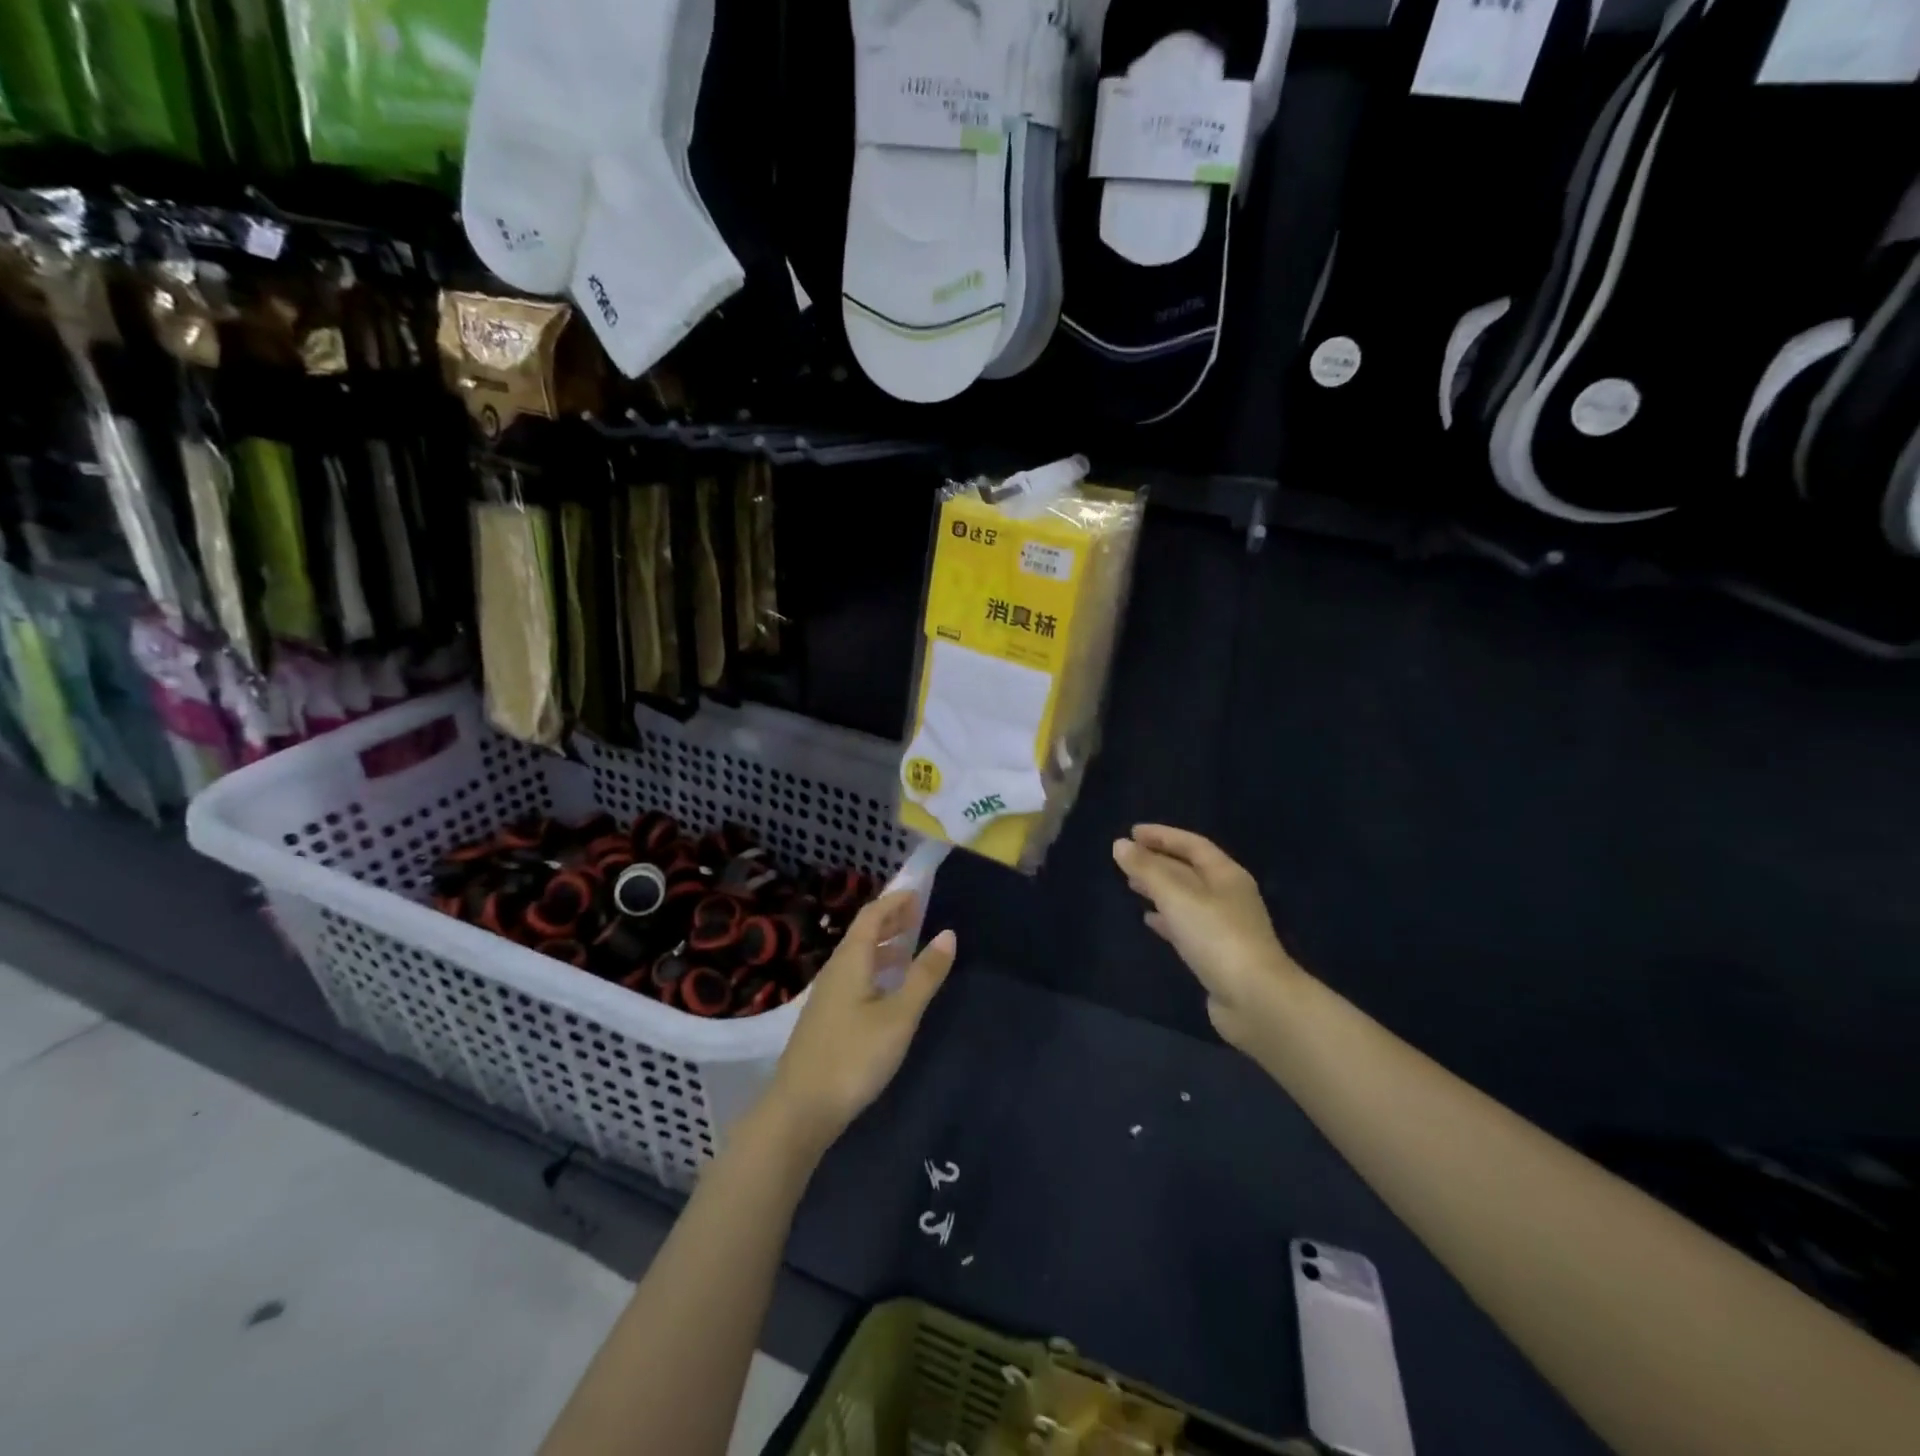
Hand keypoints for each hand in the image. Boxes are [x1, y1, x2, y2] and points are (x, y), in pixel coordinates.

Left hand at [769, 891, 956, 1152]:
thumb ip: (924, 975)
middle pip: (862, 934)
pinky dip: (875, 970)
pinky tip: (887, 990)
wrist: (800, 1110)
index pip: (872, 916)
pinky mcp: (826, 1020)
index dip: (894, 901)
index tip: (918, 892)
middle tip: (918, 915)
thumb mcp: (899, 1016)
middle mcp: (835, 970)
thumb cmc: (854, 1056)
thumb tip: (948, 934)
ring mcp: (827, 997)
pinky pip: (854, 978)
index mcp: (850, 961)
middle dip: (890, 921)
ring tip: (908, 948)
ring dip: (883, 947)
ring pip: (857, 958)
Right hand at [1113, 825, 1302, 1052]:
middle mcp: (1228, 896)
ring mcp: (1224, 926)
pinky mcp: (1216, 954)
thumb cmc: (1216, 936)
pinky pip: (1186, 926)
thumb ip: (1147, 869)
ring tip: (1131, 885)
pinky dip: (1166, 918)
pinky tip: (1148, 920)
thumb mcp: (1176, 896)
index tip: (1132, 832)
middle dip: (1158, 861)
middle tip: (1126, 858)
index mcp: (1226, 875)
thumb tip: (1120, 845)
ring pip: (1186, 898)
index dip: (1162, 835)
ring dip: (1159, 889)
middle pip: (1189, 870)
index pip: (1192, 844)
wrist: (1254, 999)